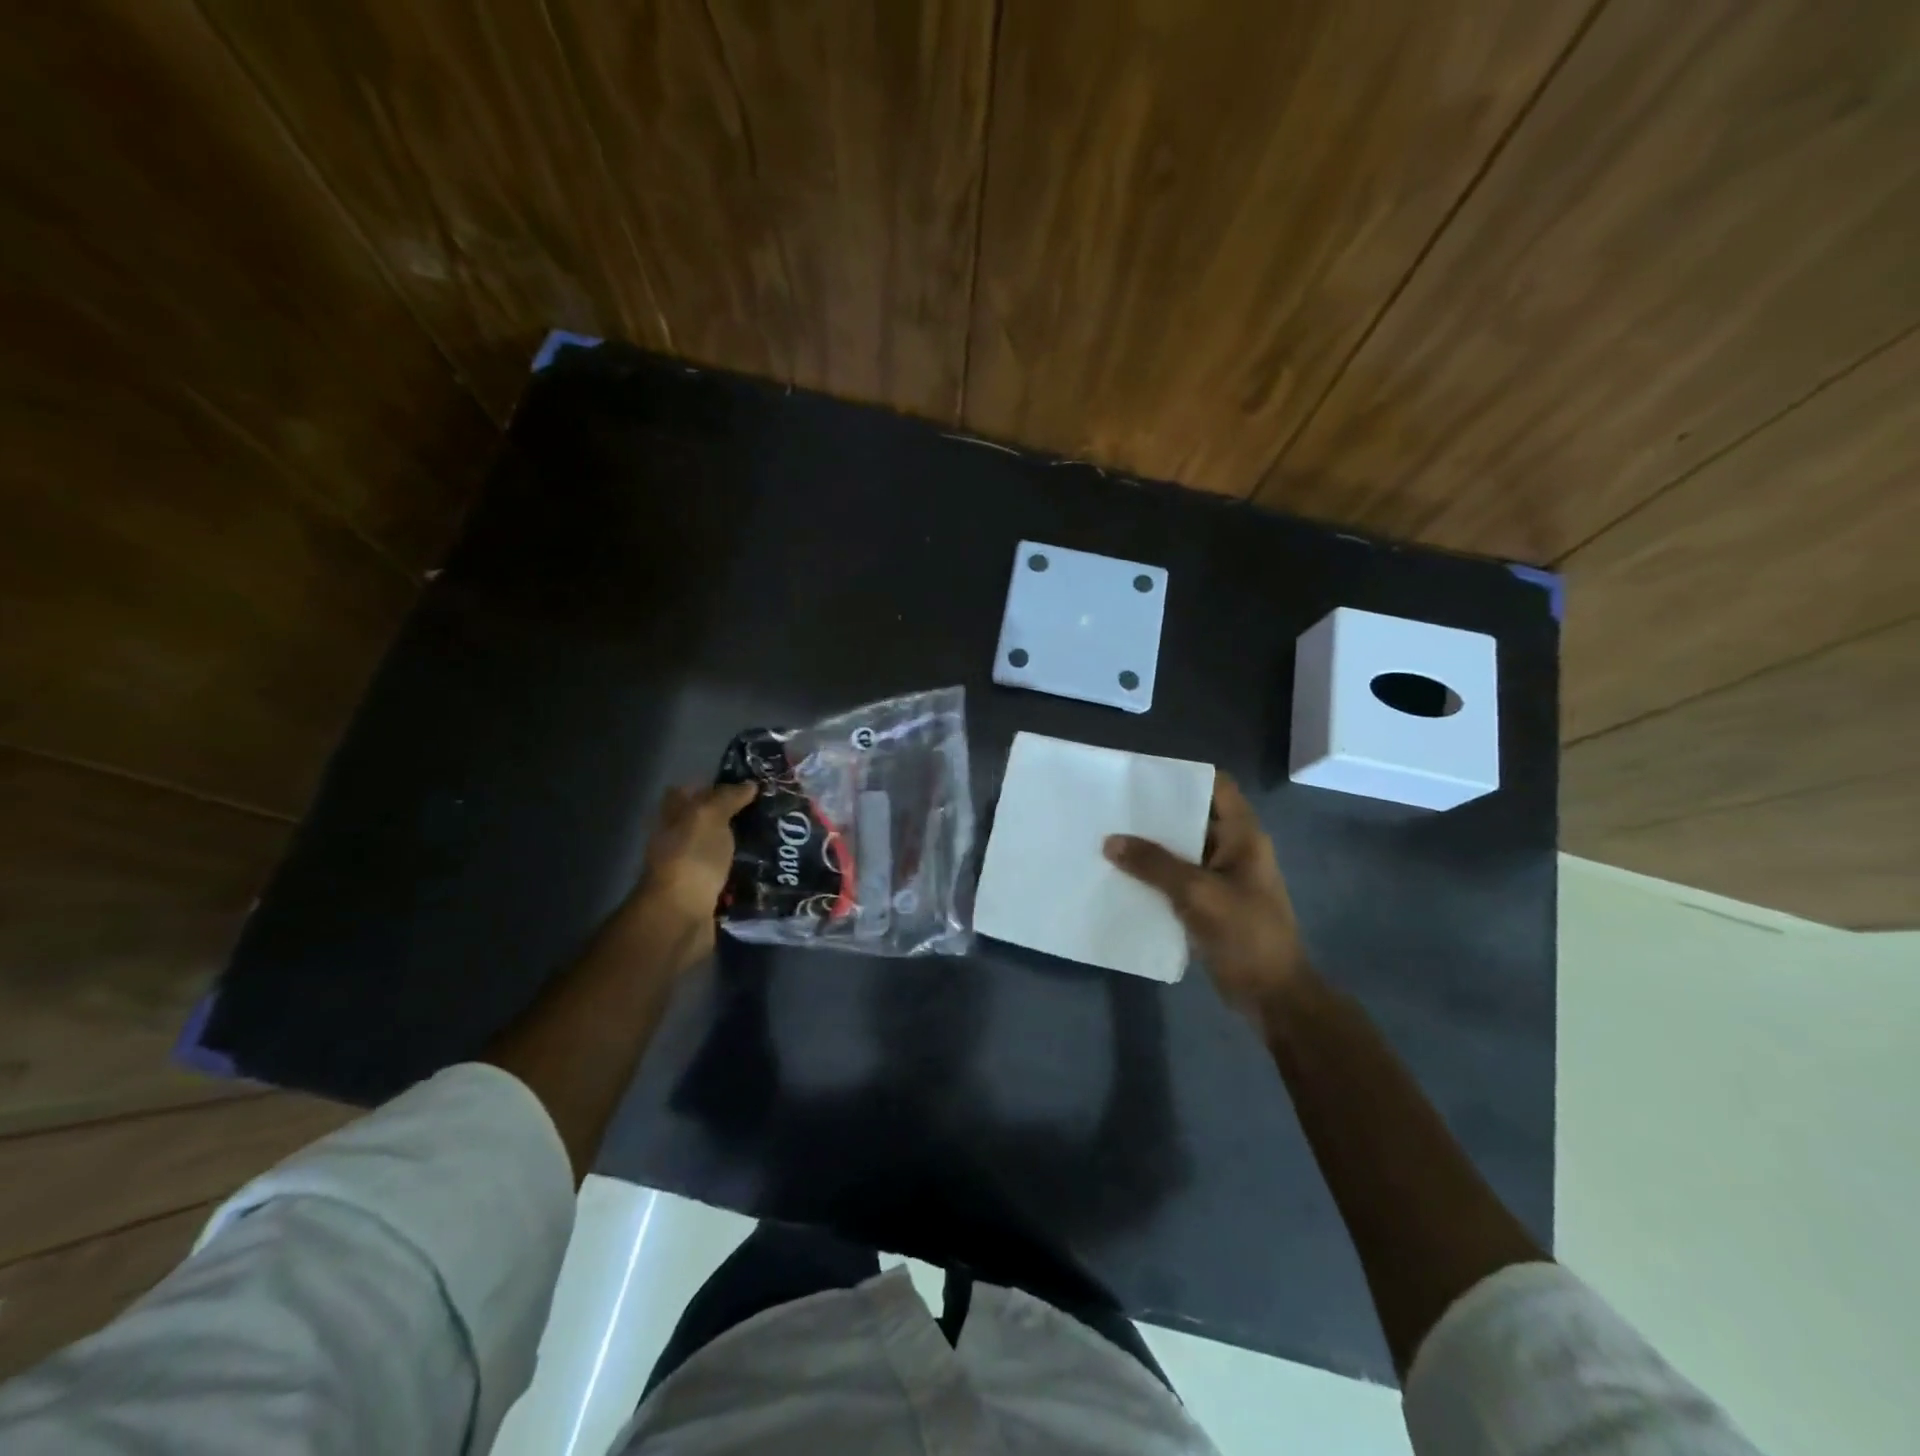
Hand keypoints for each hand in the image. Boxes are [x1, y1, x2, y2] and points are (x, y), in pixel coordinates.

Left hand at [621, 780, 757, 964]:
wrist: (680, 917)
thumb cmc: (691, 859)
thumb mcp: (709, 817)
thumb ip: (728, 797)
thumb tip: (749, 785)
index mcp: (673, 817)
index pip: (691, 791)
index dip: (717, 785)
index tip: (751, 784)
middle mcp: (680, 840)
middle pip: (710, 821)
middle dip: (738, 816)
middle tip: (774, 810)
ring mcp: (694, 868)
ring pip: (723, 850)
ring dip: (746, 846)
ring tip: (783, 837)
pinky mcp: (709, 893)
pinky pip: (732, 877)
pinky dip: (749, 874)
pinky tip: (775, 867)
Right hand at [1105, 773, 1309, 1025]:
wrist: (1272, 995)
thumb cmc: (1245, 934)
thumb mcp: (1197, 893)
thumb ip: (1154, 864)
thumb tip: (1110, 841)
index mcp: (1243, 836)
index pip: (1217, 787)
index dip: (1184, 778)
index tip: (1143, 778)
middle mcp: (1234, 850)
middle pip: (1193, 817)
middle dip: (1156, 814)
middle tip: (1114, 808)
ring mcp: (1222, 878)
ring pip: (1182, 851)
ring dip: (1151, 848)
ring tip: (1109, 839)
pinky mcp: (1210, 904)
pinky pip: (1178, 879)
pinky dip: (1154, 876)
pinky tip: (1123, 876)